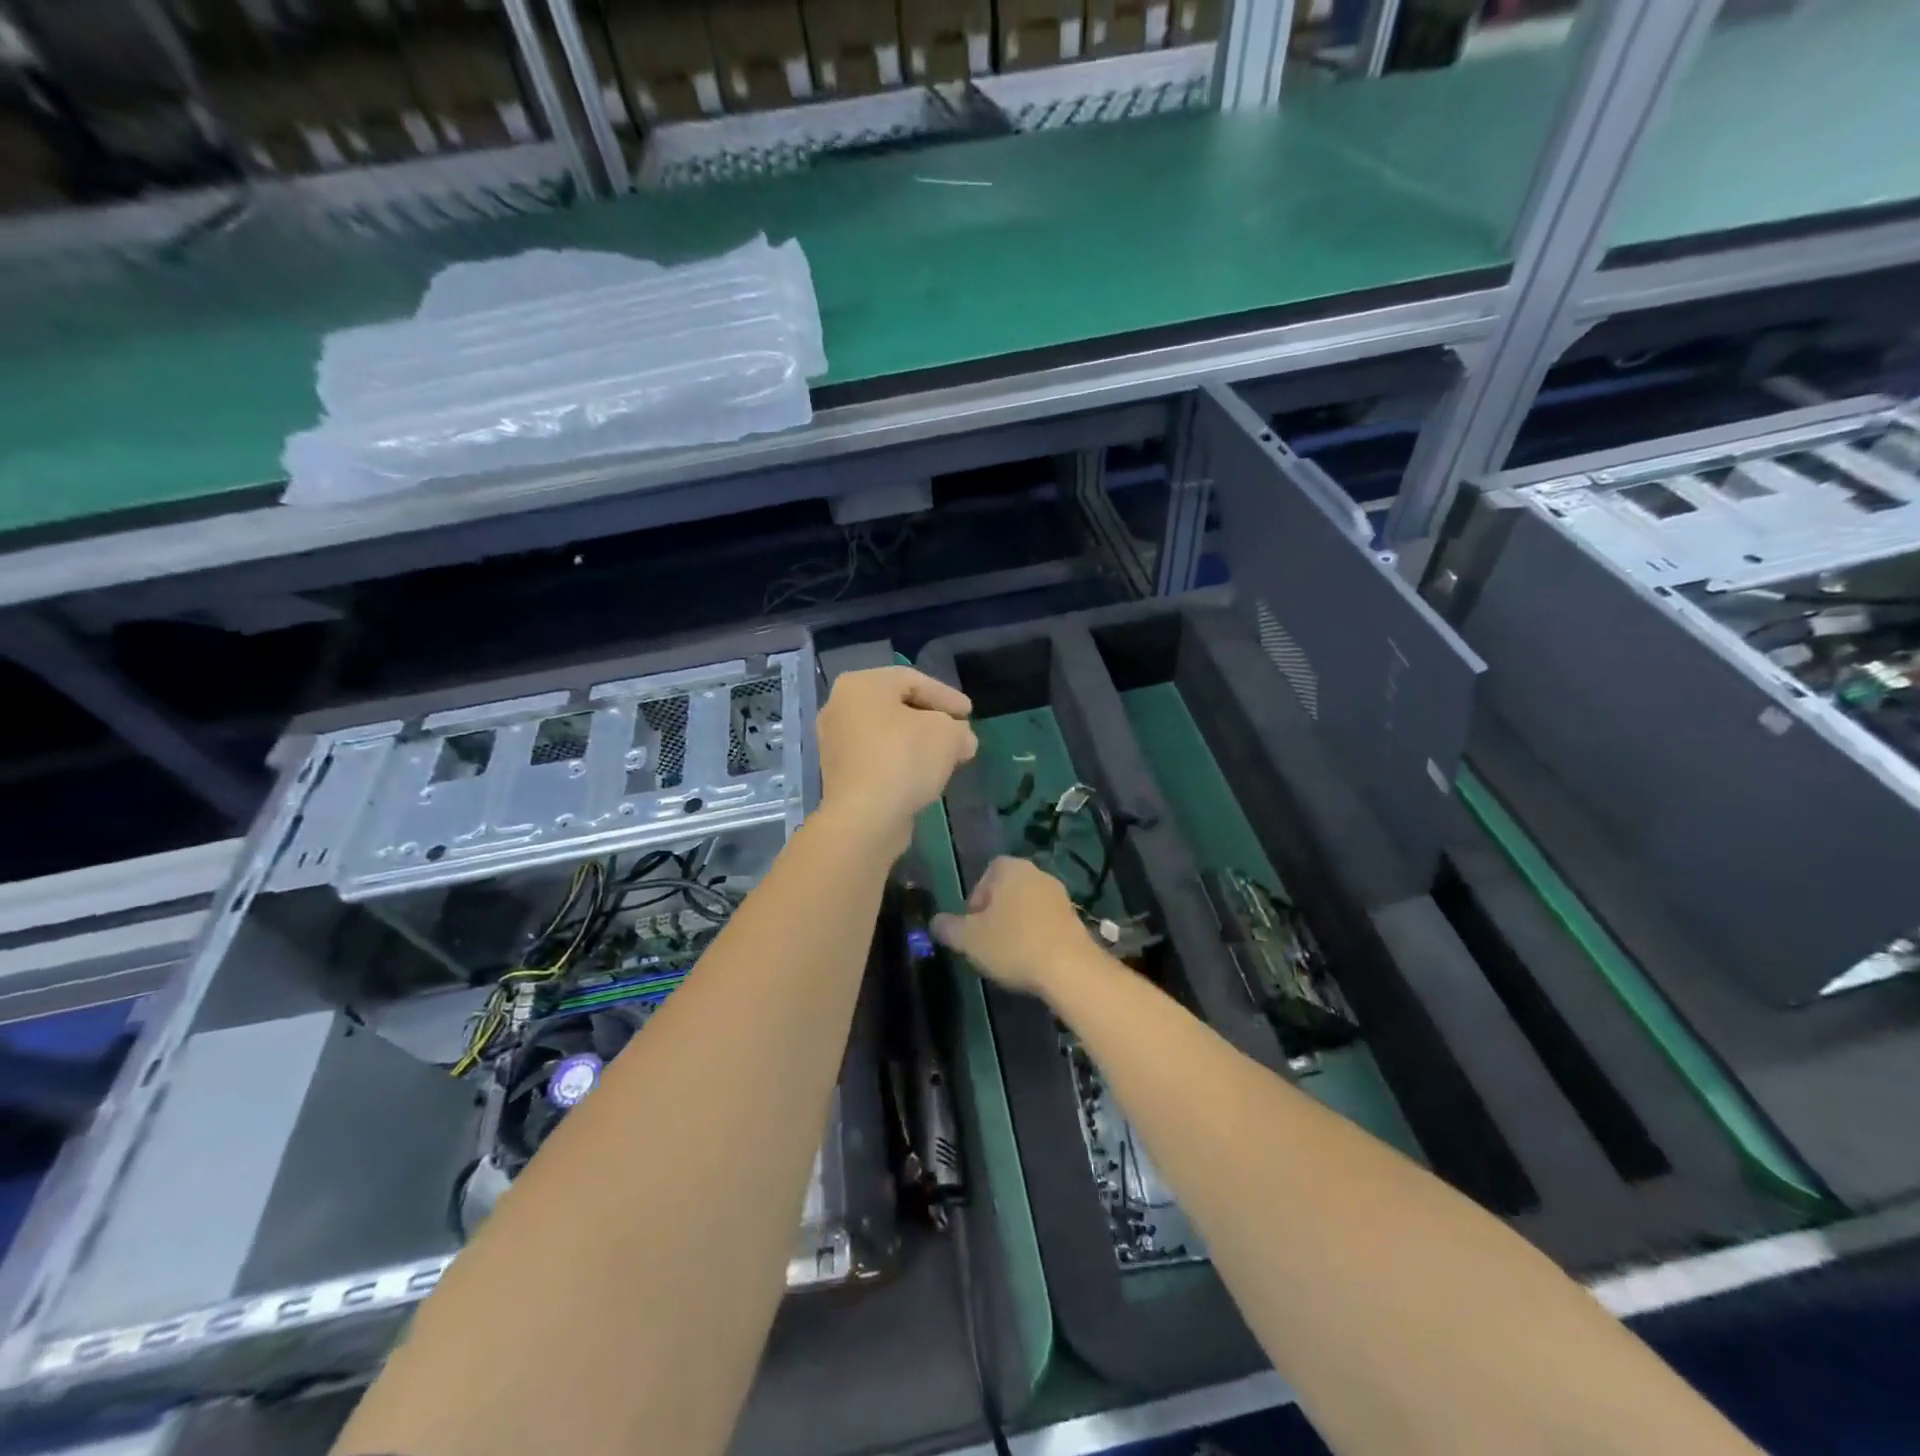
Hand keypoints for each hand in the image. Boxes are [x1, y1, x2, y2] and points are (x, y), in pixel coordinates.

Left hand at [816, 667, 976, 852]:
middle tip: (959, 732)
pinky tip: (924, 775)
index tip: (969, 713)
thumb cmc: (904, 759)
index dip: (947, 696)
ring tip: (946, 756)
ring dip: (917, 743)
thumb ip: (959, 730)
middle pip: (897, 706)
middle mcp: (840, 707)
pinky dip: (901, 761)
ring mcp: (835, 742)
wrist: (864, 817)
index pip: (913, 681)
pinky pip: (878, 757)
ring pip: (886, 734)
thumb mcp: (947, 734)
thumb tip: (962, 740)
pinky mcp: (839, 774)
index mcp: (861, 684)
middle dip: (932, 720)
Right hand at [932, 856, 1096, 998]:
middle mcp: (1037, 873)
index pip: (986, 873)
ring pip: (1027, 906)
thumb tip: (935, 922)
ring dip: (1016, 925)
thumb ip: (948, 928)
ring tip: (1008, 955)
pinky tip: (1031, 960)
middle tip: (986, 942)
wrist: (1070, 968)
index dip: (975, 899)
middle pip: (1007, 890)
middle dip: (995, 913)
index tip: (972, 926)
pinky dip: (1035, 935)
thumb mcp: (968, 940)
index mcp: (1011, 868)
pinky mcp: (1075, 918)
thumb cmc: (1013, 944)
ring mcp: (1060, 895)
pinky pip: (1046, 921)